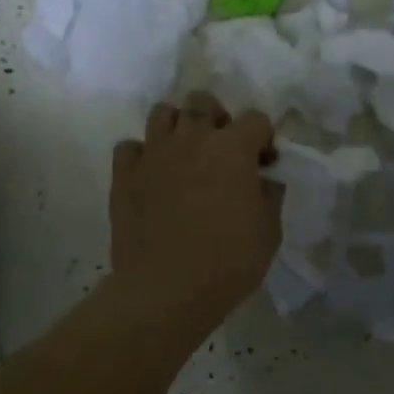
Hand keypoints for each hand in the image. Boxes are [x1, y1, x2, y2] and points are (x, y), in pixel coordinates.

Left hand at [109, 93, 282, 332]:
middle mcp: (192, 139)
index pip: (256, 119)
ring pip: (163, 113)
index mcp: (232, 148)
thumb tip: (264, 178)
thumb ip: (269, 194)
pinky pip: (130, 147)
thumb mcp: (269, 230)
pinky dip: (142, 155)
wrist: (166, 290)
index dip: (264, 139)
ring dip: (178, 127)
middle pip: (202, 102)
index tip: (264, 164)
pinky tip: (152, 176)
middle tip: (221, 150)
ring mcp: (154, 153)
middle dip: (216, 118)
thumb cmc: (228, 261)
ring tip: (185, 154)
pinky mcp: (124, 175)